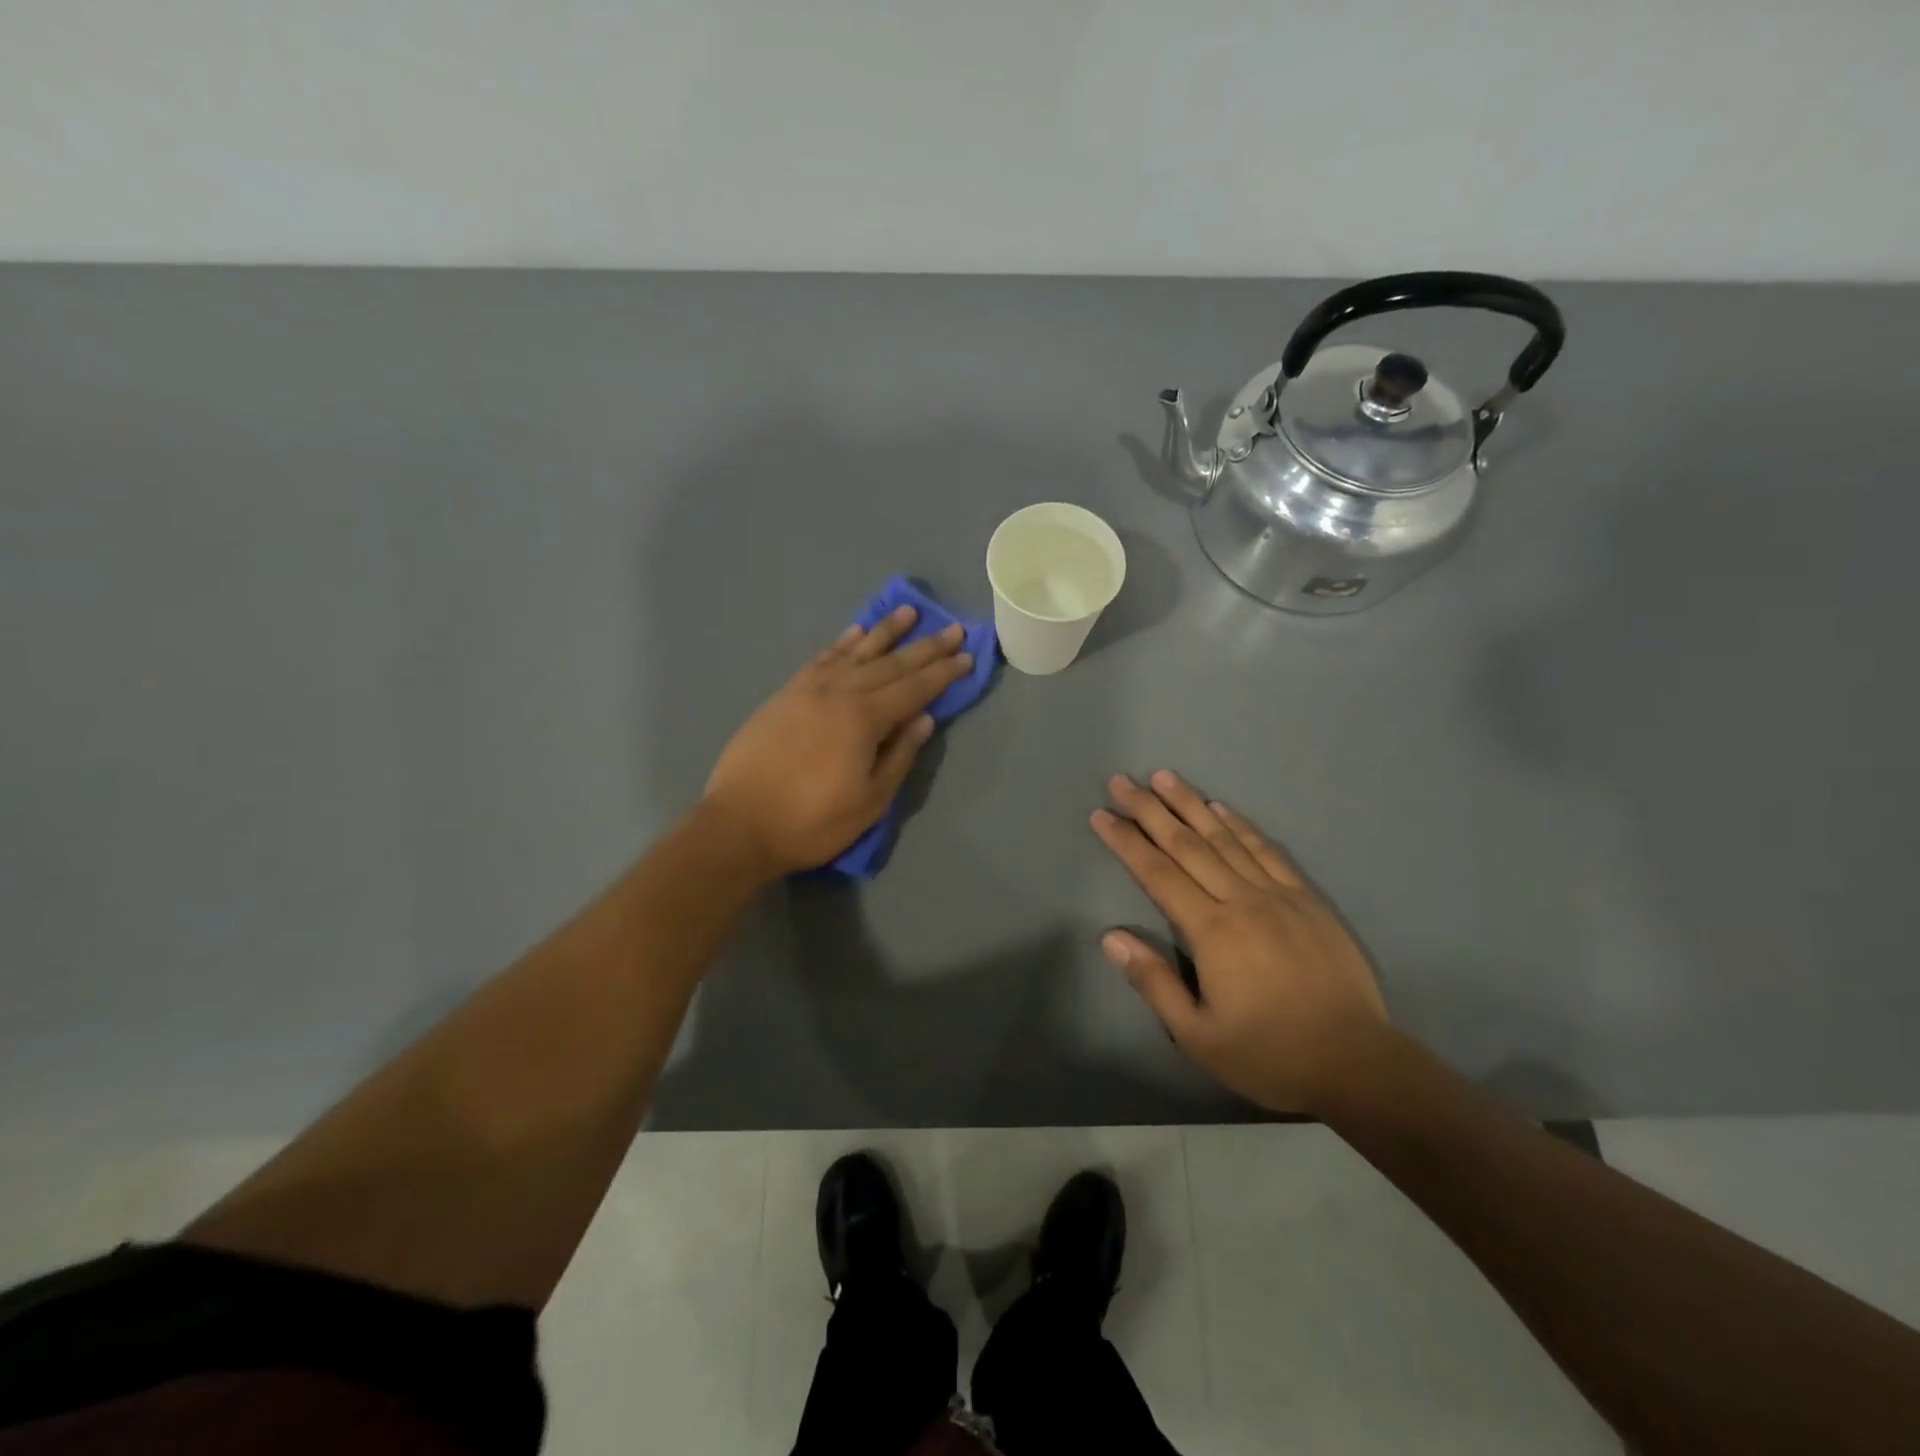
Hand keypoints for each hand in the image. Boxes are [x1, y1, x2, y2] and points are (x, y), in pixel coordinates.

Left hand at [702, 606, 972, 877]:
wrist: (739, 825)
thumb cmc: (812, 821)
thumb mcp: (870, 800)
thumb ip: (899, 755)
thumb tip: (924, 718)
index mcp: (864, 719)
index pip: (914, 689)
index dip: (943, 673)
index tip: (966, 655)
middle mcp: (839, 693)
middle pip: (890, 664)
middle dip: (924, 647)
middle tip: (952, 629)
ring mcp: (808, 690)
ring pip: (855, 652)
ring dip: (884, 632)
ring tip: (907, 612)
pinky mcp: (786, 694)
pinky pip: (822, 659)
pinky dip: (842, 644)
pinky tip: (855, 633)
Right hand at [1091, 771, 1388, 1111]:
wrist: (1358, 1064)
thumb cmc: (1269, 1054)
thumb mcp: (1198, 1035)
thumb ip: (1154, 982)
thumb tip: (1111, 937)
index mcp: (1211, 931)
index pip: (1157, 873)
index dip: (1126, 841)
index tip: (1101, 814)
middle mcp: (1242, 900)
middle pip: (1187, 844)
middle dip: (1150, 810)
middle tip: (1121, 781)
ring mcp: (1279, 894)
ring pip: (1225, 837)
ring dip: (1191, 804)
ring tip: (1164, 777)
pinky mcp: (1307, 899)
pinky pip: (1267, 850)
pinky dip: (1241, 824)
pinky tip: (1222, 807)